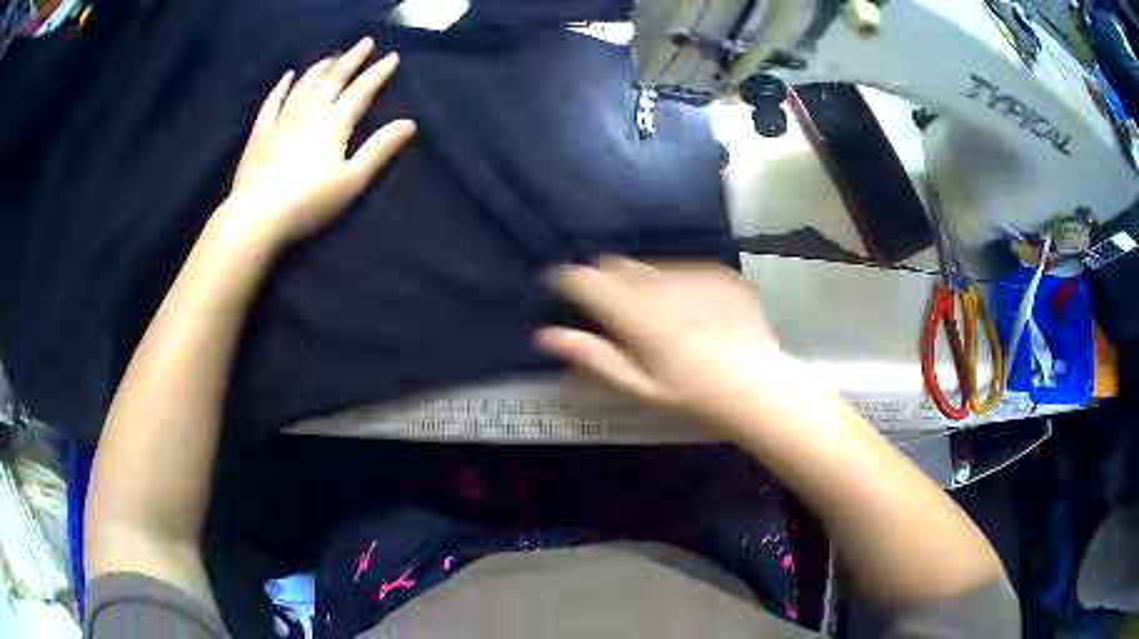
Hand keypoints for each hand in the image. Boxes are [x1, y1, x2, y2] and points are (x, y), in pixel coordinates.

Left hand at [224, 37, 415, 248]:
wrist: (258, 215)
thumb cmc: (309, 202)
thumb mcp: (352, 180)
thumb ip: (379, 150)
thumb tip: (410, 123)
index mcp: (335, 123)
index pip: (361, 90)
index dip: (378, 72)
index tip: (392, 57)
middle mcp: (310, 112)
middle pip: (334, 78)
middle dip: (352, 59)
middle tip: (365, 42)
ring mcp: (283, 119)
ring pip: (305, 83)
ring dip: (321, 67)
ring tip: (333, 55)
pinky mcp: (261, 131)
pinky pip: (274, 100)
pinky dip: (283, 86)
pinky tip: (289, 76)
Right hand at [536, 257, 784, 419]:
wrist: (755, 385)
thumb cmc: (689, 393)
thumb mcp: (635, 384)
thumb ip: (590, 356)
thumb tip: (544, 335)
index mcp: (632, 310)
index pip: (582, 278)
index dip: (566, 281)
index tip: (564, 293)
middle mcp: (658, 281)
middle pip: (615, 264)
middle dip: (606, 281)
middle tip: (616, 314)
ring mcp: (693, 273)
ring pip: (650, 267)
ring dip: (644, 283)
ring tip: (663, 318)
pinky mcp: (719, 273)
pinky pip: (685, 271)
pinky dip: (678, 287)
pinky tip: (697, 316)